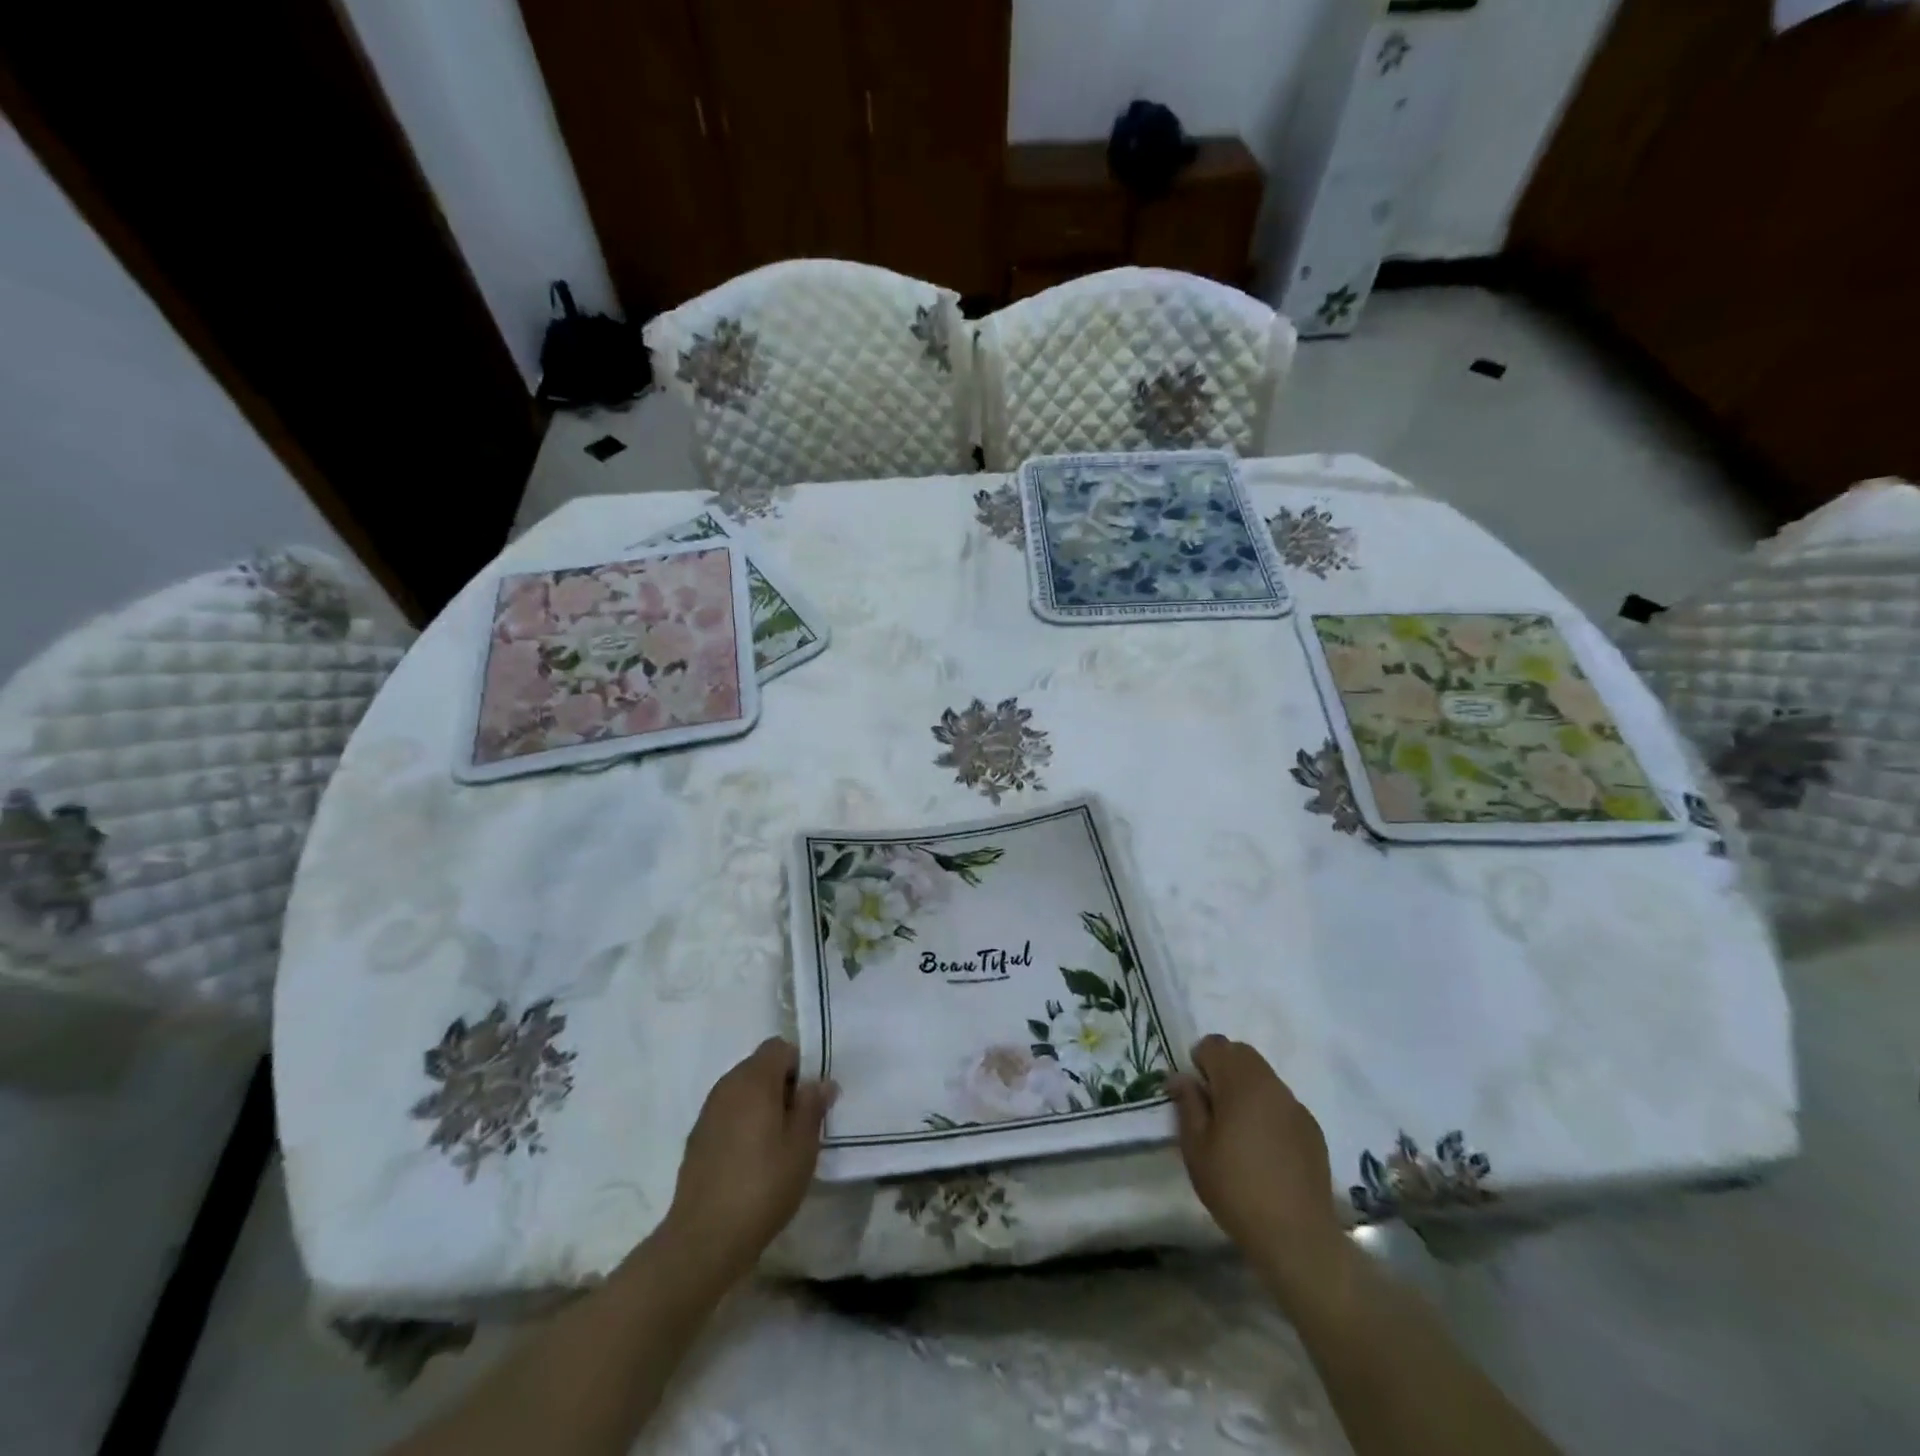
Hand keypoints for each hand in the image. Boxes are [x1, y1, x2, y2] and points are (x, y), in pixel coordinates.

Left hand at [658, 1037, 835, 1284]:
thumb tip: (820, 1082)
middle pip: (760, 1066)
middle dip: (782, 1086)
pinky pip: (728, 1114)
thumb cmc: (763, 1185)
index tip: (809, 1100)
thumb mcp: (802, 1146)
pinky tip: (751, 1161)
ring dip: (762, 1105)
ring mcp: (708, 1111)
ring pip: (743, 1091)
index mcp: (754, 1079)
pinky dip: (743, 1124)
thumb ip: (812, 1106)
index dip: (799, 1066)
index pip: (779, 1047)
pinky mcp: (697, 1137)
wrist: (704, 1238)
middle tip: (799, 1123)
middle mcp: (727, 1085)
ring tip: (777, 1144)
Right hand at [1169, 1035, 1344, 1291]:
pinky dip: (1268, 1110)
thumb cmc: (1235, 1188)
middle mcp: (1270, 1084)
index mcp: (1239, 1082)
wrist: (1296, 1236)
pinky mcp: (1312, 1128)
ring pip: (1264, 1076)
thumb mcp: (1196, 1148)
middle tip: (1212, 1108)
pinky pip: (1282, 1102)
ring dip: (1246, 1088)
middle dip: (1223, 1068)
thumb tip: (1180, 1077)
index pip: (1214, 1044)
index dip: (1199, 1062)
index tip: (1195, 1094)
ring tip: (1238, 1129)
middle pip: (1241, 1053)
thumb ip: (1187, 1104)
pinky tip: (1265, 1149)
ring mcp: (1295, 1105)